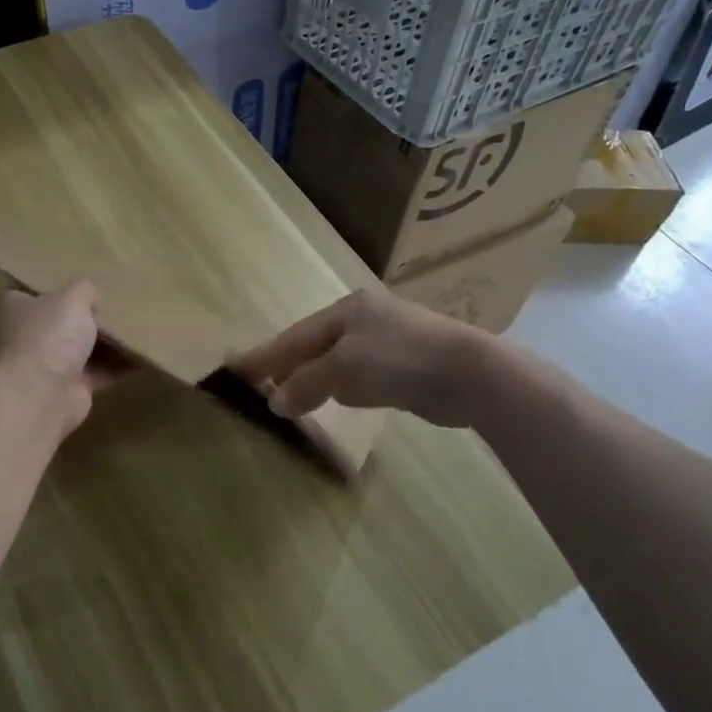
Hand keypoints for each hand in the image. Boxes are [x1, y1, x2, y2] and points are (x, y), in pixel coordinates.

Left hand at [0, 281, 125, 435]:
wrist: (44, 393)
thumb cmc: (51, 335)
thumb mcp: (72, 297)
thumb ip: (84, 291)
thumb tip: (92, 299)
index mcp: (21, 311)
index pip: (25, 297)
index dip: (46, 292)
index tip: (70, 289)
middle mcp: (32, 338)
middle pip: (60, 324)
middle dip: (85, 319)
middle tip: (115, 307)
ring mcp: (51, 365)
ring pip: (83, 350)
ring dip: (107, 344)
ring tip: (137, 330)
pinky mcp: (72, 389)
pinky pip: (101, 373)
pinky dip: (119, 367)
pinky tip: (141, 357)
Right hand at [234, 290, 489, 429]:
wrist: (470, 374)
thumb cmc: (399, 360)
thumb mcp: (343, 369)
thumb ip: (305, 383)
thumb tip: (275, 402)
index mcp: (348, 309)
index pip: (297, 334)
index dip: (269, 355)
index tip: (241, 371)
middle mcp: (366, 319)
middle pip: (316, 344)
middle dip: (290, 366)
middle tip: (264, 388)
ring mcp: (389, 340)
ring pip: (339, 360)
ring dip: (315, 378)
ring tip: (292, 398)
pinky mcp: (407, 365)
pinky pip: (361, 374)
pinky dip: (342, 386)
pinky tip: (337, 398)